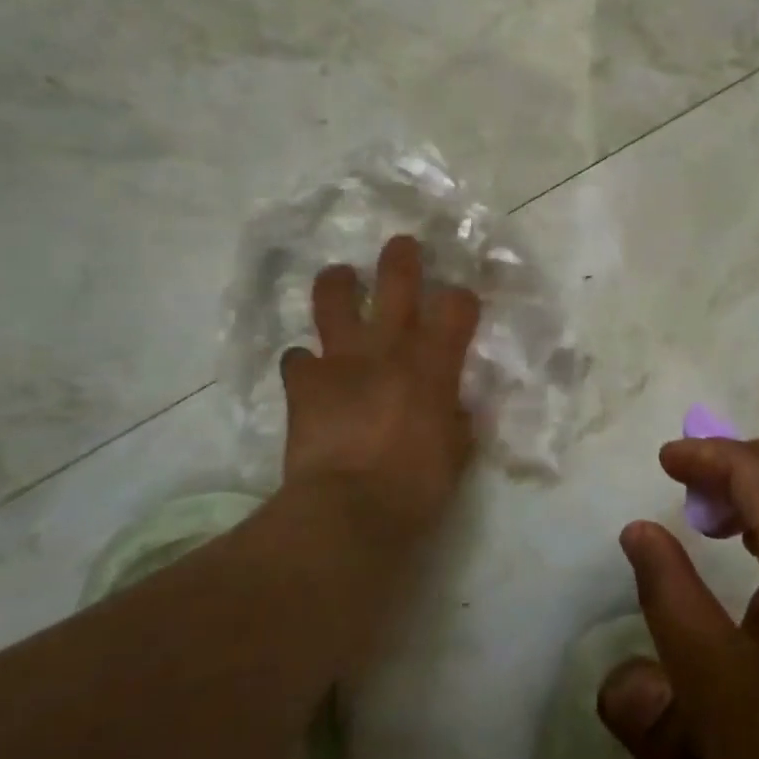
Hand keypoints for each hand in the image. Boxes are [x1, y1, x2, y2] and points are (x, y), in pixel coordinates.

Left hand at [278, 235, 481, 546]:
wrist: (348, 511)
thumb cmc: (417, 485)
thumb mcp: (457, 452)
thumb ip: (457, 419)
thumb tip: (453, 408)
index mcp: (434, 362)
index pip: (457, 305)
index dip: (461, 297)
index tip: (461, 301)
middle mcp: (389, 347)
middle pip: (397, 281)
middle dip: (401, 258)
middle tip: (401, 246)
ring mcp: (342, 359)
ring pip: (335, 299)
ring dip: (339, 284)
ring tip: (341, 278)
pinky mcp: (305, 383)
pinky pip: (297, 358)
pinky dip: (304, 363)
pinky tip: (309, 371)